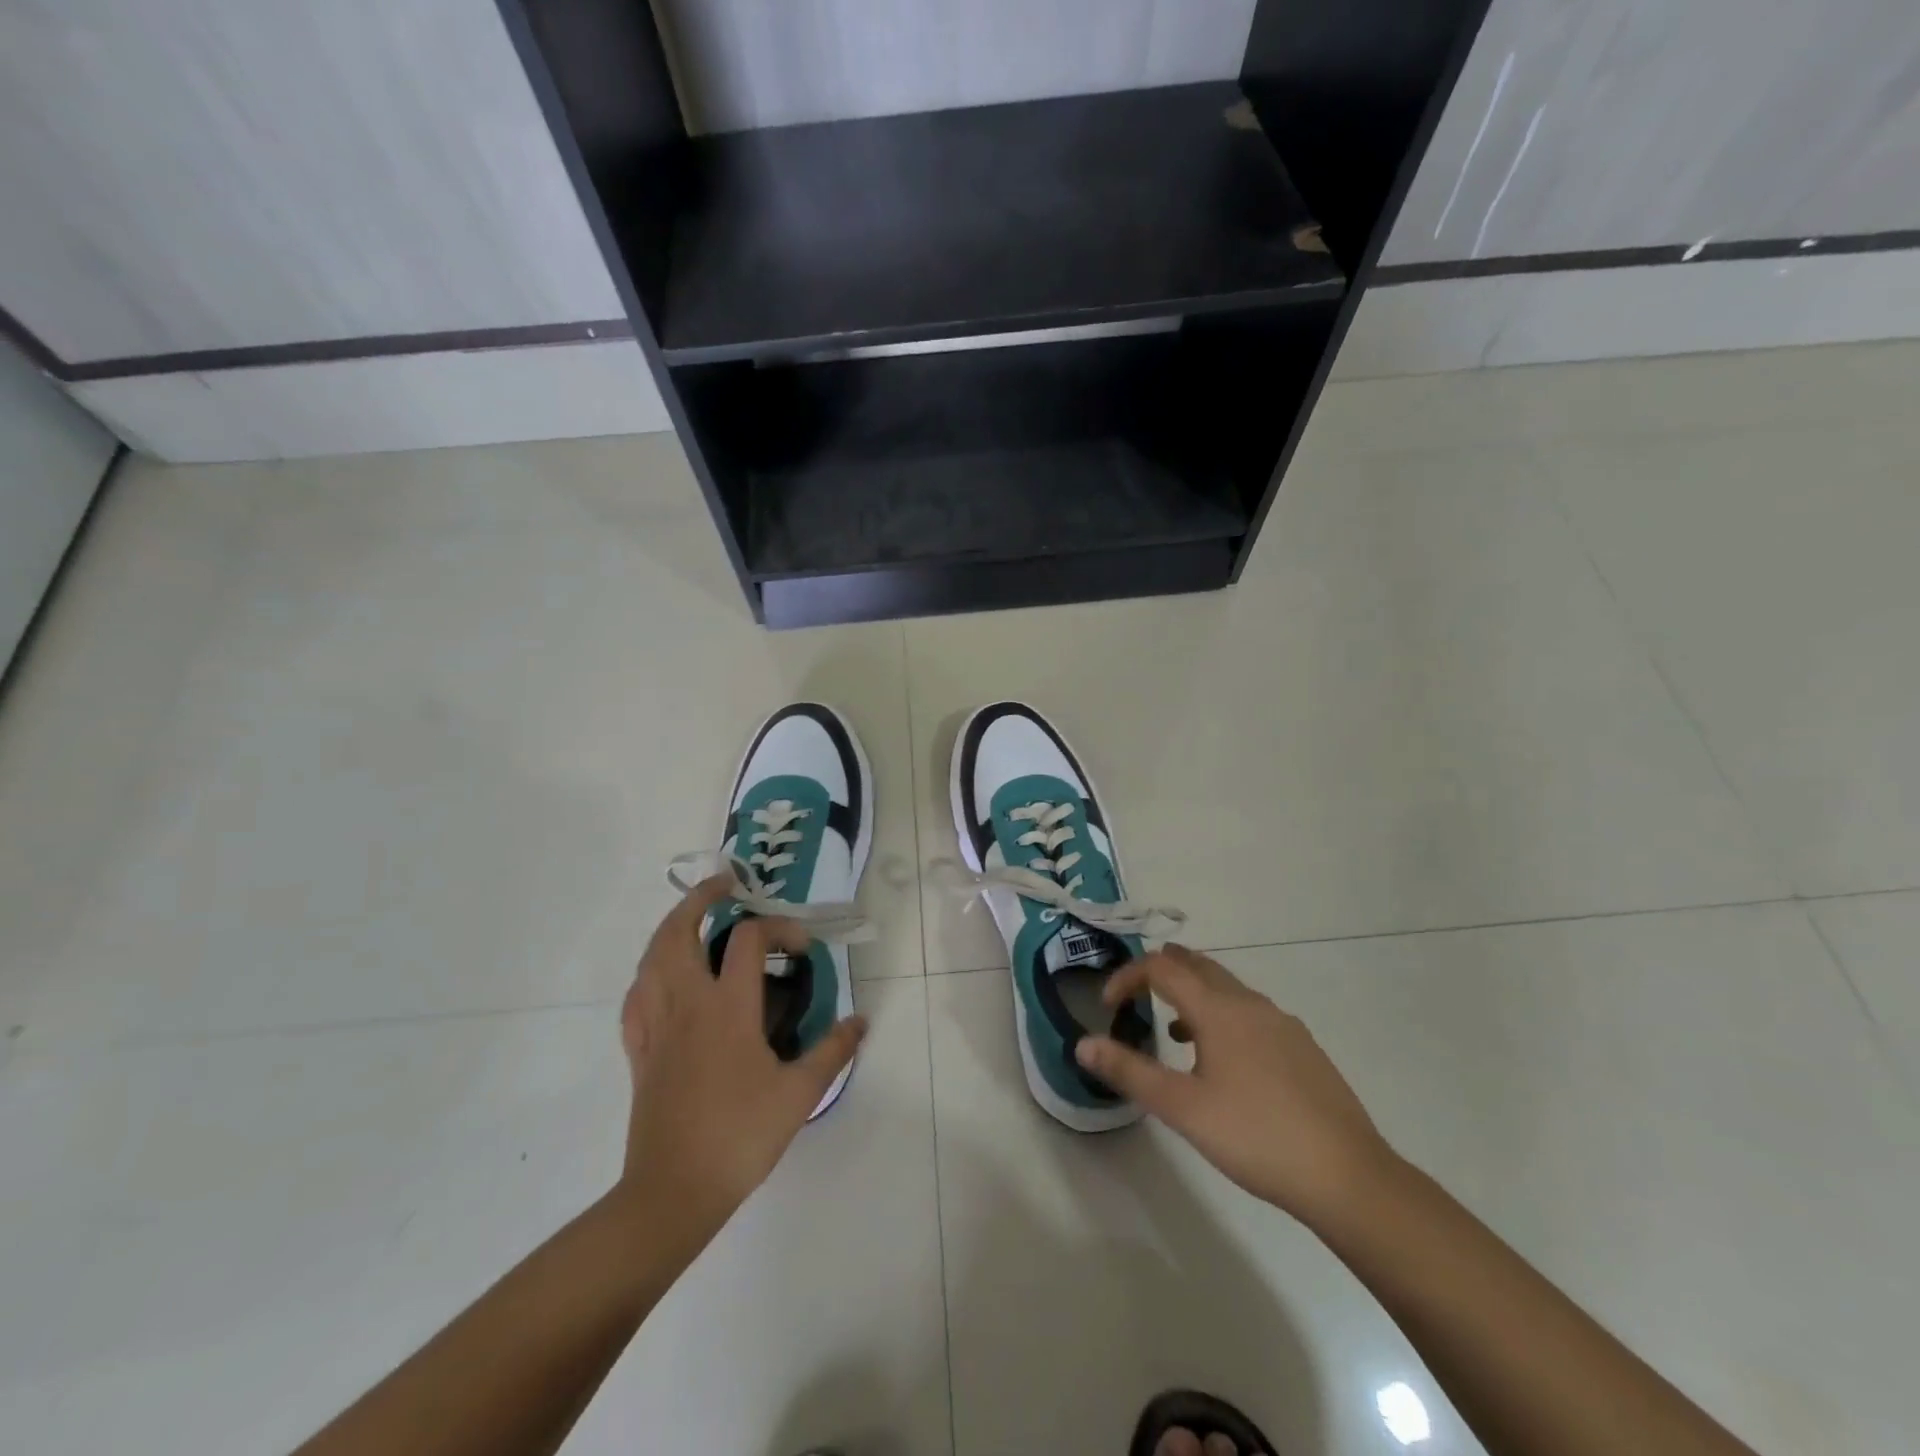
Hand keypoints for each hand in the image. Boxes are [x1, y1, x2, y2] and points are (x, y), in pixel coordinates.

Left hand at [617, 876, 866, 1246]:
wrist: (673, 1192)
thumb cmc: (740, 1136)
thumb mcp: (800, 1094)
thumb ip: (833, 1050)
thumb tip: (861, 1019)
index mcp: (728, 1008)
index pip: (748, 940)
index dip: (778, 928)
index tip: (802, 945)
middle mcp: (687, 1004)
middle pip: (678, 932)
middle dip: (699, 899)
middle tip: (724, 885)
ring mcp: (657, 1026)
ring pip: (650, 958)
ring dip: (670, 928)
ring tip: (692, 919)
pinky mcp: (640, 1051)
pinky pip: (635, 997)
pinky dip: (648, 974)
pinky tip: (660, 979)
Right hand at [1075, 945, 1396, 1229]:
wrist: (1348, 1177)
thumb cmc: (1256, 1137)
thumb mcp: (1182, 1108)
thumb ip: (1129, 1071)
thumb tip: (1083, 1043)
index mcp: (1218, 1009)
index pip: (1161, 967)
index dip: (1127, 977)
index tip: (1108, 1006)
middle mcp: (1250, 1003)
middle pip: (1197, 965)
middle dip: (1160, 972)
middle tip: (1135, 998)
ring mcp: (1282, 1023)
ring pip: (1226, 988)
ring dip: (1191, 994)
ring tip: (1172, 1029)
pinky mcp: (1302, 1047)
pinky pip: (1250, 1012)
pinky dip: (1222, 1016)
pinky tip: (1223, 1061)